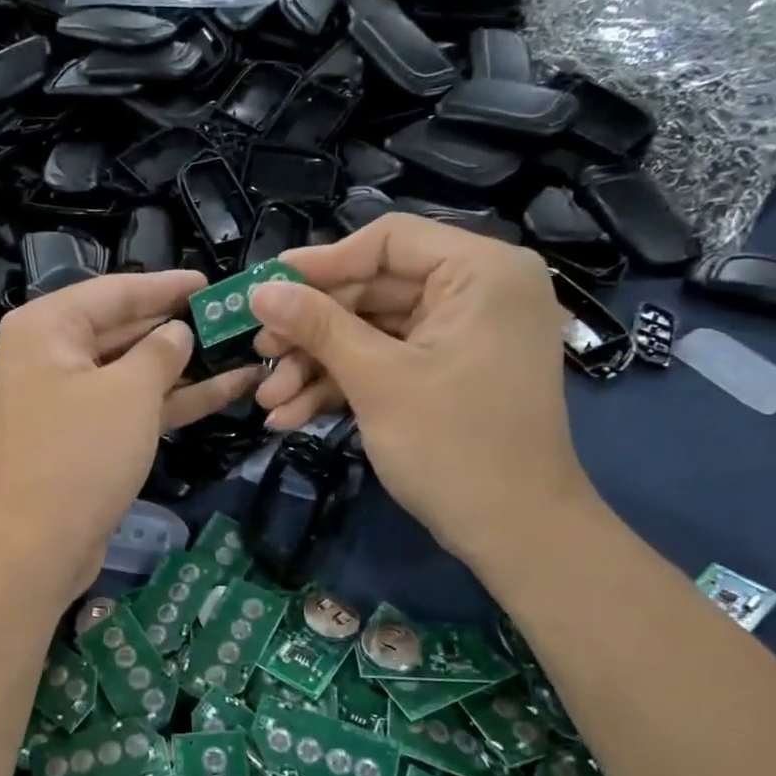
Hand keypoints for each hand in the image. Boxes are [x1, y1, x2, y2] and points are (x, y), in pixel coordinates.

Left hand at [0, 271, 258, 593]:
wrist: (38, 546)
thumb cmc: (81, 453)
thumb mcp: (130, 391)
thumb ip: (161, 351)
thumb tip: (179, 333)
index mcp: (47, 327)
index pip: (116, 292)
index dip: (168, 286)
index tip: (212, 282)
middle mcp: (52, 355)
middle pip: (125, 329)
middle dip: (180, 327)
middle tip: (234, 317)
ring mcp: (69, 398)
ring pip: (135, 371)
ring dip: (187, 366)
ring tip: (245, 350)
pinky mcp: (86, 436)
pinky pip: (133, 405)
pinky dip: (174, 400)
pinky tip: (228, 390)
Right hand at [247, 213, 595, 562]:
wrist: (515, 533)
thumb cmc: (453, 446)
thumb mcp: (376, 380)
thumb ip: (318, 326)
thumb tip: (260, 290)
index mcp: (481, 272)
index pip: (388, 241)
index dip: (322, 263)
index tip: (266, 287)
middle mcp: (477, 292)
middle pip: (373, 289)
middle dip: (312, 329)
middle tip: (261, 351)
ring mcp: (462, 336)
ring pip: (372, 332)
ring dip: (318, 365)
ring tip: (269, 400)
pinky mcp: (448, 373)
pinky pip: (388, 362)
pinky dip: (344, 385)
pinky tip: (293, 415)